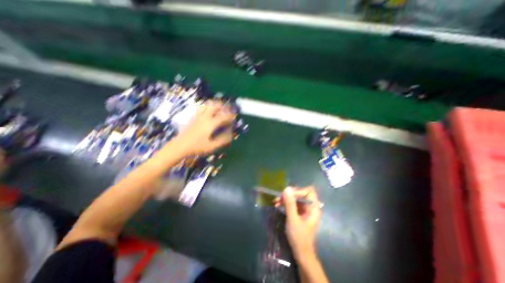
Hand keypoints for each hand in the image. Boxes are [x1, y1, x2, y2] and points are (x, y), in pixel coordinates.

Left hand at [173, 100, 234, 156]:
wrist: (180, 146)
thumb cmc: (197, 147)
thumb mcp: (211, 146)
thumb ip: (222, 141)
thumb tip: (230, 135)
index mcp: (210, 124)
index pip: (223, 117)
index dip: (230, 116)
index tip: (234, 116)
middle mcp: (204, 118)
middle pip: (214, 106)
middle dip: (222, 106)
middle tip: (227, 109)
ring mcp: (197, 116)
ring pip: (207, 105)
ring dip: (214, 105)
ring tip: (218, 108)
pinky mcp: (192, 117)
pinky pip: (200, 108)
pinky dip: (206, 107)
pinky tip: (208, 111)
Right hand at [275, 186, 320, 260]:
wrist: (301, 253)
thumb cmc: (299, 237)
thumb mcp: (293, 219)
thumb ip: (290, 204)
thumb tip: (287, 188)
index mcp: (313, 208)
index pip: (308, 191)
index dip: (298, 191)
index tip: (288, 195)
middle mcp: (310, 206)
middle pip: (301, 194)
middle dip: (289, 195)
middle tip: (278, 198)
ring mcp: (305, 210)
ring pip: (295, 198)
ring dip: (286, 199)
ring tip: (275, 201)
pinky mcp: (300, 213)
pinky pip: (293, 204)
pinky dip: (286, 203)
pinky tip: (278, 205)